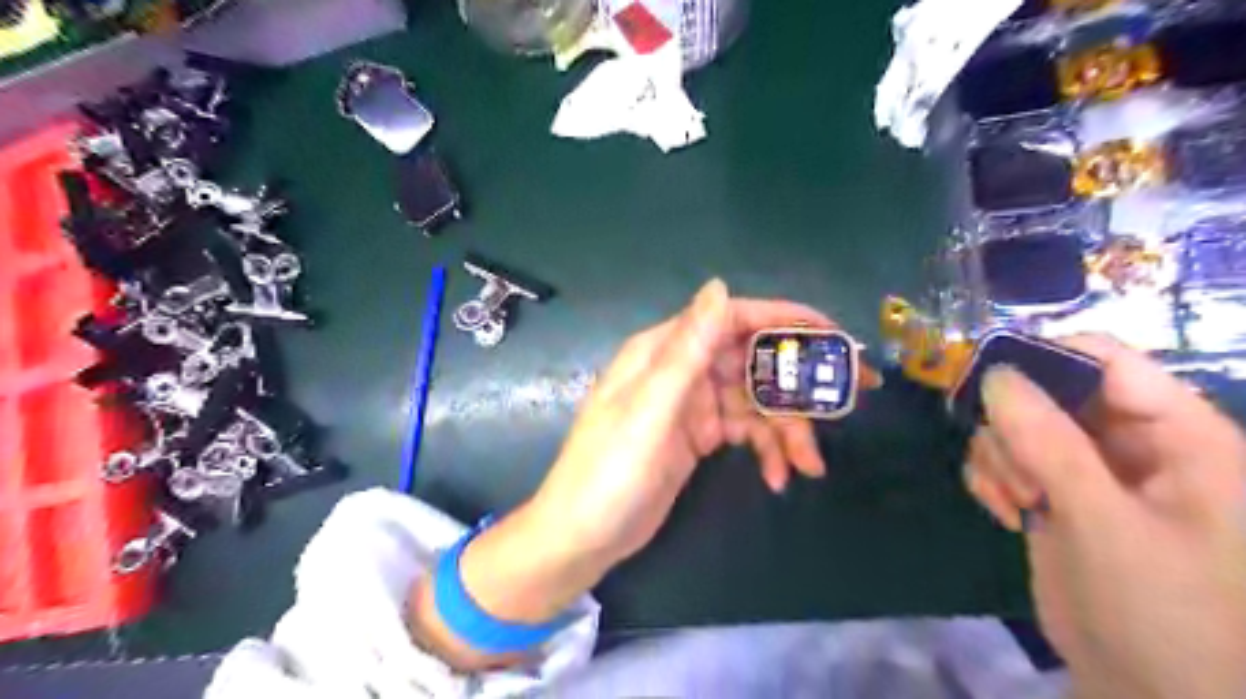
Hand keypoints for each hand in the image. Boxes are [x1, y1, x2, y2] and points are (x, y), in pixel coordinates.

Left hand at [525, 280, 874, 568]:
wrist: (583, 535)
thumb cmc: (611, 470)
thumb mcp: (650, 408)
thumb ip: (687, 348)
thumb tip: (719, 284)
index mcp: (664, 351)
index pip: (731, 318)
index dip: (783, 320)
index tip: (833, 336)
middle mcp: (681, 370)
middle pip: (751, 362)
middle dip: (797, 384)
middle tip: (846, 404)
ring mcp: (692, 405)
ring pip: (754, 401)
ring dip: (786, 429)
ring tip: (808, 466)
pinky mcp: (699, 436)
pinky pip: (745, 431)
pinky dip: (766, 450)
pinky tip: (778, 478)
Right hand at [966, 336, 1245, 695]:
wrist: (1150, 693)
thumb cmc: (1164, 611)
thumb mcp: (1105, 524)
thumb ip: (1051, 445)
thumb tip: (995, 375)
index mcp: (1180, 436)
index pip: (1107, 360)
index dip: (1045, 358)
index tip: (985, 380)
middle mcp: (1133, 442)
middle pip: (1050, 389)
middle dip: (1014, 423)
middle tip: (1014, 469)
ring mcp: (1089, 469)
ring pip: (1018, 424)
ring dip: (1001, 456)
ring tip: (1016, 500)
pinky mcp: (1055, 494)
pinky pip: (1005, 458)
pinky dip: (992, 478)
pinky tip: (1003, 510)